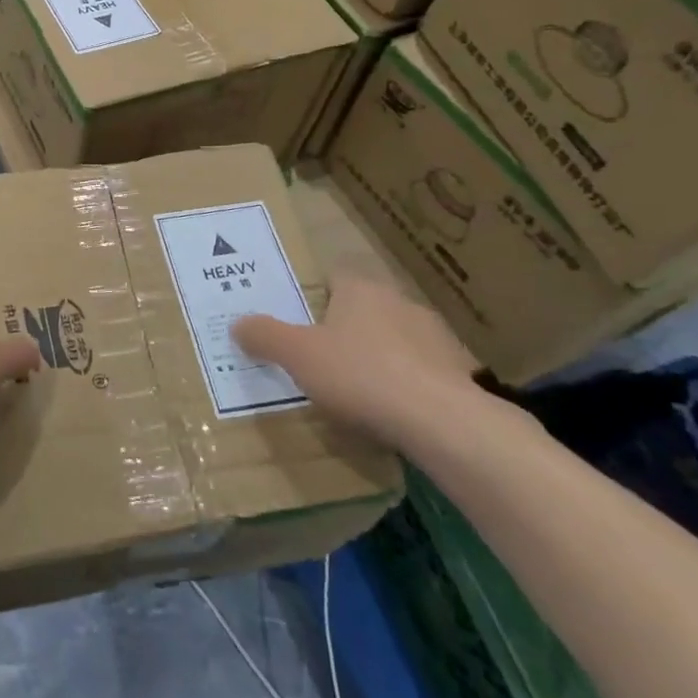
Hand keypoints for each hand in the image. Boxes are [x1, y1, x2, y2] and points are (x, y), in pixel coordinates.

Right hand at [235, 277, 479, 449]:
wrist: (442, 421)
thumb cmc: (359, 374)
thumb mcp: (296, 355)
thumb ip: (264, 336)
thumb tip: (238, 323)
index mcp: (361, 289)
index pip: (336, 276)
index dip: (317, 295)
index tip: (303, 320)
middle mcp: (400, 302)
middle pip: (366, 308)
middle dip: (348, 329)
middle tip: (325, 357)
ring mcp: (436, 337)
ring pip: (398, 339)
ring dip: (382, 356)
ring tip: (362, 390)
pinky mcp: (460, 372)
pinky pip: (425, 372)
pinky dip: (410, 385)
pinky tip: (396, 411)